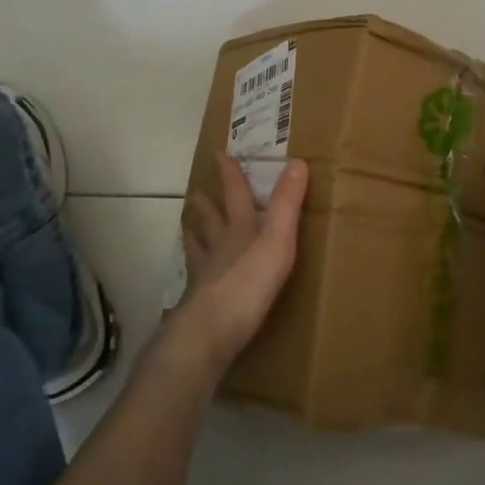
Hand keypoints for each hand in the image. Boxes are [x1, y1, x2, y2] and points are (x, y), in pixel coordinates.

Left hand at [173, 156, 309, 377]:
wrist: (210, 331)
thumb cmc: (248, 284)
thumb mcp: (277, 240)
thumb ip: (287, 204)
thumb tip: (297, 162)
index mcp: (239, 229)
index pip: (235, 194)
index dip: (229, 173)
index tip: (218, 153)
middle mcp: (219, 247)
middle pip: (210, 219)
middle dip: (207, 204)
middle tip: (197, 192)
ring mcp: (206, 275)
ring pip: (198, 246)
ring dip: (194, 233)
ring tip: (187, 225)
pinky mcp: (200, 302)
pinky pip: (195, 279)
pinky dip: (193, 270)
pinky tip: (191, 276)